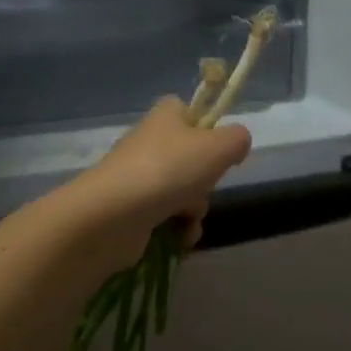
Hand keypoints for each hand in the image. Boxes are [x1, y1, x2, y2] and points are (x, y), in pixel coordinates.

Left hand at [74, 98, 251, 264]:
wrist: (112, 215)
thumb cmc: (168, 170)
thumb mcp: (218, 147)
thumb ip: (238, 139)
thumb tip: (236, 145)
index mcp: (166, 115)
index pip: (191, 112)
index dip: (209, 129)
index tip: (219, 150)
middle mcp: (149, 141)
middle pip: (193, 158)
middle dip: (205, 181)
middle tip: (203, 187)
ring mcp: (137, 177)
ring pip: (183, 192)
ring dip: (195, 210)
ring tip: (187, 219)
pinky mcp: (130, 210)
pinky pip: (166, 218)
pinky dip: (178, 230)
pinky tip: (180, 239)